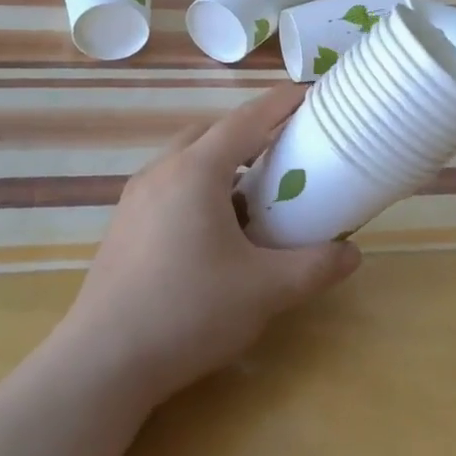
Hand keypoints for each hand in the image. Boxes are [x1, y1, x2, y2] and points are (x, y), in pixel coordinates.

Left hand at [59, 85, 361, 403]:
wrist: (103, 361)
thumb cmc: (189, 312)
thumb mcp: (265, 290)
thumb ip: (314, 267)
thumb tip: (352, 254)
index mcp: (196, 171)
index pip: (246, 119)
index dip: (281, 103)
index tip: (309, 94)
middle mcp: (161, 171)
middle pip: (212, 133)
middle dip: (250, 133)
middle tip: (285, 150)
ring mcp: (135, 198)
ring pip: (186, 160)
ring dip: (221, 163)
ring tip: (253, 193)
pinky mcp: (123, 225)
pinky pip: (168, 186)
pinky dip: (198, 188)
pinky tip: (213, 230)